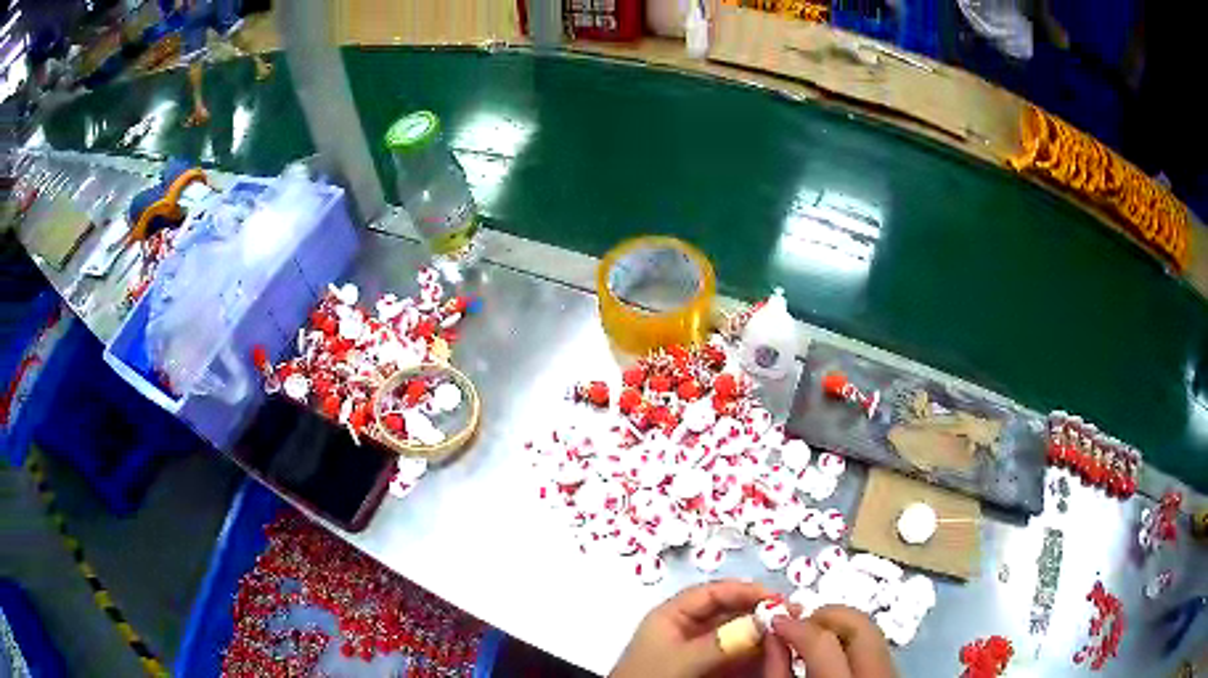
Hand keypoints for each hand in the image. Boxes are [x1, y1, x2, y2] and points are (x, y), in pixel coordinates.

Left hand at [610, 580, 783, 677]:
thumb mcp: (682, 659)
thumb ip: (721, 641)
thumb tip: (763, 621)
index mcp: (671, 617)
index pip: (712, 592)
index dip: (744, 590)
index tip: (775, 597)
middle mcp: (687, 631)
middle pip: (729, 612)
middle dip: (760, 612)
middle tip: (791, 614)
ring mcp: (699, 652)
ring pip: (736, 635)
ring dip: (762, 634)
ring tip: (789, 633)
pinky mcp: (709, 671)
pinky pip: (736, 656)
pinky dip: (756, 654)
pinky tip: (775, 654)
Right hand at [768, 605, 897, 677]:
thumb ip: (777, 670)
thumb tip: (774, 632)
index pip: (824, 642)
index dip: (797, 626)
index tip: (776, 620)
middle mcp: (876, 674)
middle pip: (860, 626)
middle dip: (828, 616)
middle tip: (800, 623)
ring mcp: (892, 671)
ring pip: (872, 632)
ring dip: (841, 627)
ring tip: (815, 638)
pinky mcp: (894, 672)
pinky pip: (876, 645)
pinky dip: (853, 641)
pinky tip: (834, 651)